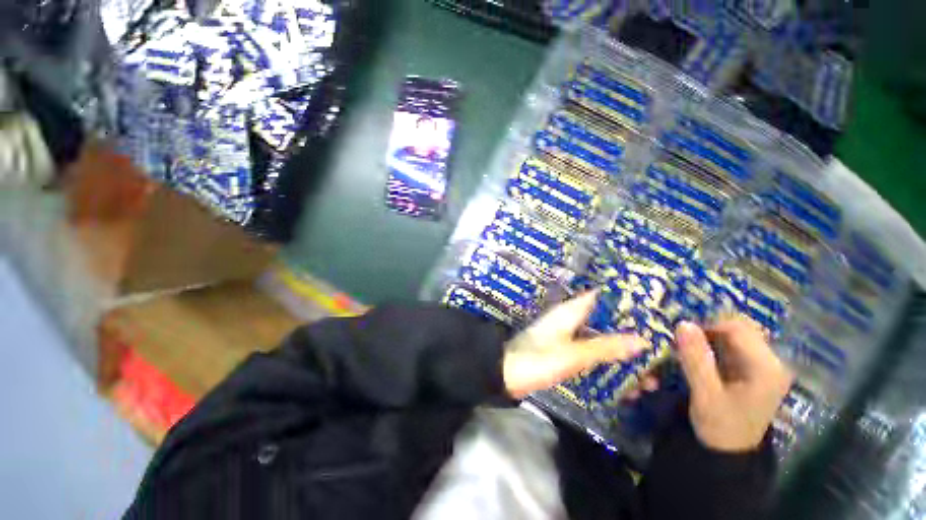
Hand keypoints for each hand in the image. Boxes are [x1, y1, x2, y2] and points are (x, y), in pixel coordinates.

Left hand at [503, 291, 647, 398]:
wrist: (506, 376)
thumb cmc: (537, 360)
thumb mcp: (573, 354)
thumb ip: (605, 347)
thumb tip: (643, 340)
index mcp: (570, 312)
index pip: (600, 297)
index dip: (625, 300)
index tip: (653, 308)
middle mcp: (570, 320)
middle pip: (605, 321)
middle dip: (630, 334)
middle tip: (661, 349)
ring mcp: (567, 337)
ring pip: (600, 340)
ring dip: (622, 355)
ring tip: (651, 376)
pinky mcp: (564, 352)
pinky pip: (591, 354)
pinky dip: (608, 365)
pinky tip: (627, 384)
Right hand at [675, 318, 793, 452]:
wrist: (729, 453)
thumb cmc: (720, 426)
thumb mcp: (705, 394)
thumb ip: (695, 359)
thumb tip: (683, 324)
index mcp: (766, 368)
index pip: (737, 329)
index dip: (707, 325)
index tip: (680, 334)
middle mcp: (770, 361)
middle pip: (738, 328)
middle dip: (707, 329)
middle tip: (681, 339)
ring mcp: (762, 365)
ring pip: (733, 335)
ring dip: (707, 336)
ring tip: (685, 346)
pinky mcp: (752, 369)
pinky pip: (730, 345)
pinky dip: (710, 344)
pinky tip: (696, 354)